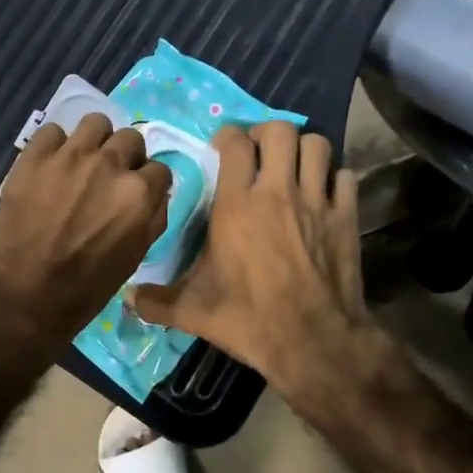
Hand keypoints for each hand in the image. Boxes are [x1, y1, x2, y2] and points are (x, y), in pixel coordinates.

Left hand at [0, 115, 171, 342]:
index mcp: (139, 193)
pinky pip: (52, 131)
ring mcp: (70, 155)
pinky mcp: (35, 156)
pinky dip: (55, 146)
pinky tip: (50, 166)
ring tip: (81, 161)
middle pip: (130, 138)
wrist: (26, 295)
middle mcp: (110, 164)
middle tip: (109, 176)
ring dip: (95, 141)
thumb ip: (153, 217)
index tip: (136, 193)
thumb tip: (155, 194)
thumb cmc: (87, 286)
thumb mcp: (136, 256)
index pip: (159, 168)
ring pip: (95, 123)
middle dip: (125, 156)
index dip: (149, 181)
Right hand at [132, 123, 386, 409]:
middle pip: (280, 131)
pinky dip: (335, 179)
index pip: (235, 142)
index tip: (223, 145)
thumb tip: (127, 297)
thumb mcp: (194, 311)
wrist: (313, 342)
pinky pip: (345, 177)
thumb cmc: (249, 320)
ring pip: (317, 145)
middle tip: (260, 151)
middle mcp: (277, 192)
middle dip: (268, 133)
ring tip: (293, 166)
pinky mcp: (345, 218)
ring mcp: (316, 202)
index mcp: (237, 205)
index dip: (228, 135)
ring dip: (304, 150)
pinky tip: (324, 194)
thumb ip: (157, 301)